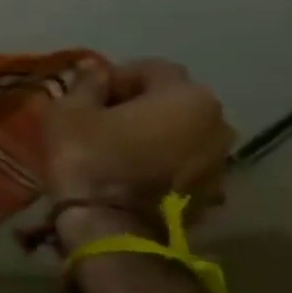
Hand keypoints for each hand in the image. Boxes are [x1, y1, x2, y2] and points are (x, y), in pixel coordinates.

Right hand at [44, 59, 232, 239]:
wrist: (112, 225)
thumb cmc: (89, 157)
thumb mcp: (70, 112)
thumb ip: (86, 84)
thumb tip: (93, 67)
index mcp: (187, 96)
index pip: (151, 69)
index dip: (116, 77)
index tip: (87, 96)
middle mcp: (218, 123)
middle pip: (173, 101)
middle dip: (139, 105)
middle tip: (101, 120)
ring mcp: (221, 161)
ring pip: (181, 134)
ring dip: (154, 135)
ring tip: (117, 149)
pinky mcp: (213, 191)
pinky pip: (185, 164)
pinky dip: (162, 162)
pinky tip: (131, 173)